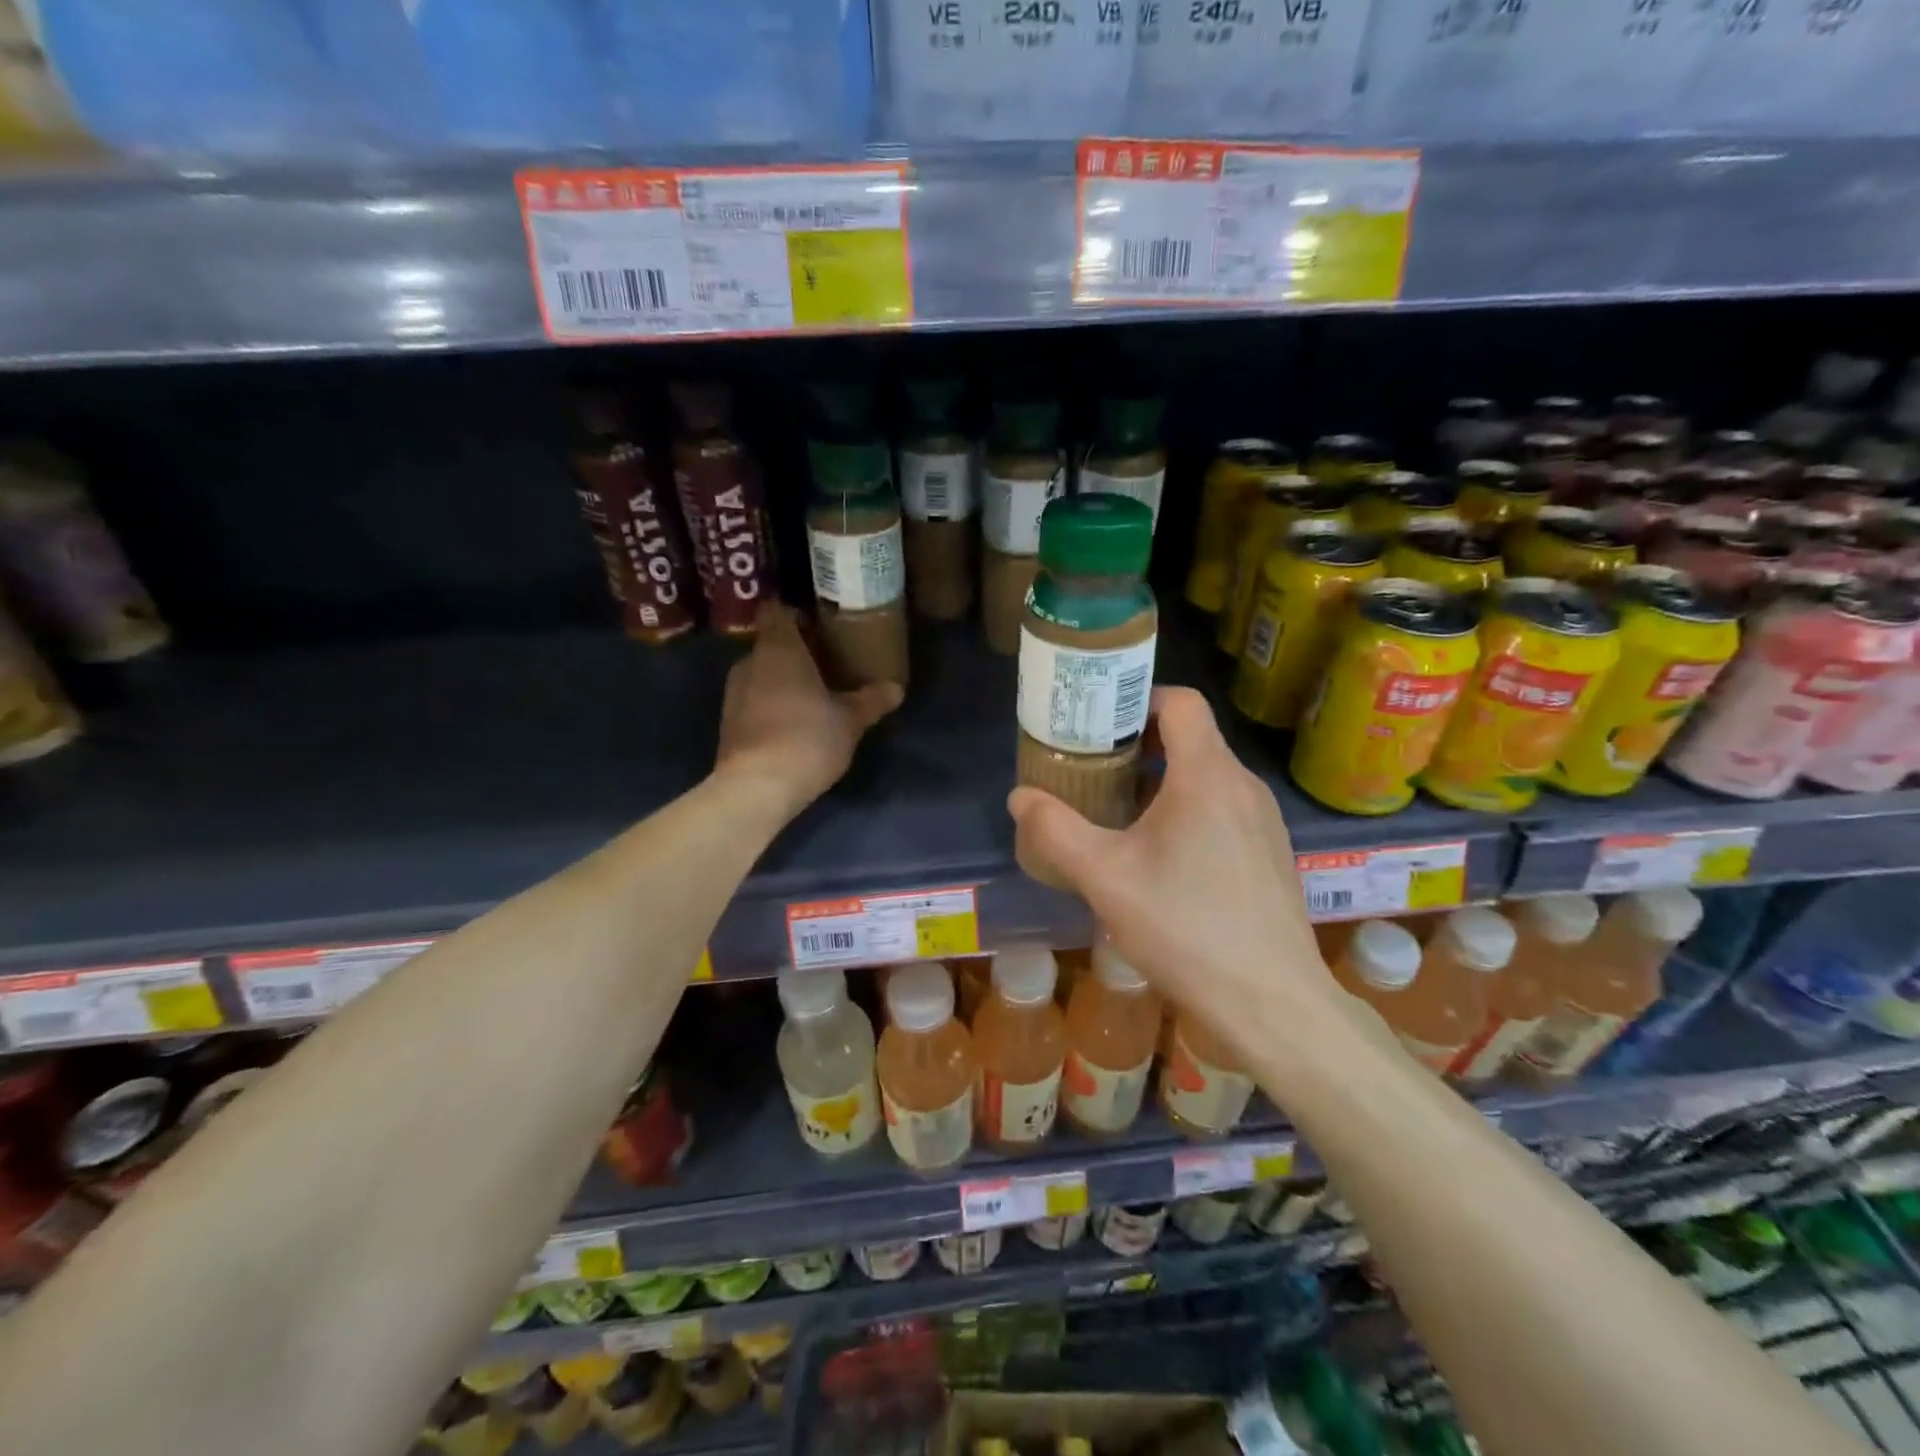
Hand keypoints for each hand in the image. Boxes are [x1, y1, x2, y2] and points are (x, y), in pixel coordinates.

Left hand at [714, 602, 902, 820]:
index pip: (777, 610)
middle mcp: (749, 662)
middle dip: (796, 651)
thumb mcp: (850, 720)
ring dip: (783, 680)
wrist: (756, 788)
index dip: (796, 612)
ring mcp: (734, 693)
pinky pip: (754, 700)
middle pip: (771, 644)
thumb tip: (896, 688)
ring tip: (814, 692)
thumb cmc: (807, 738)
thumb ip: (871, 700)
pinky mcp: (729, 723)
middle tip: (828, 661)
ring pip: (762, 674)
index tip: (818, 621)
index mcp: (778, 648)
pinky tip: (795, 721)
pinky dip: (771, 704)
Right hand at [1008, 687, 1339, 1066]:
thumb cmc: (1185, 928)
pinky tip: (1162, 858)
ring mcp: (1265, 821)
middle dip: (1139, 746)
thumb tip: (1020, 797)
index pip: (1180, 702)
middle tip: (1094, 770)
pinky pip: (1225, 809)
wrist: (1271, 1003)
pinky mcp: (1272, 853)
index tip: (1099, 723)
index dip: (1138, 699)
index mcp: (1207, 776)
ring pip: (1208, 776)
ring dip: (1163, 782)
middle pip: (1191, 739)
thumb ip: (1056, 830)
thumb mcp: (1105, 878)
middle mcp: (1243, 786)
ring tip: (1120, 814)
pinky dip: (1189, 811)